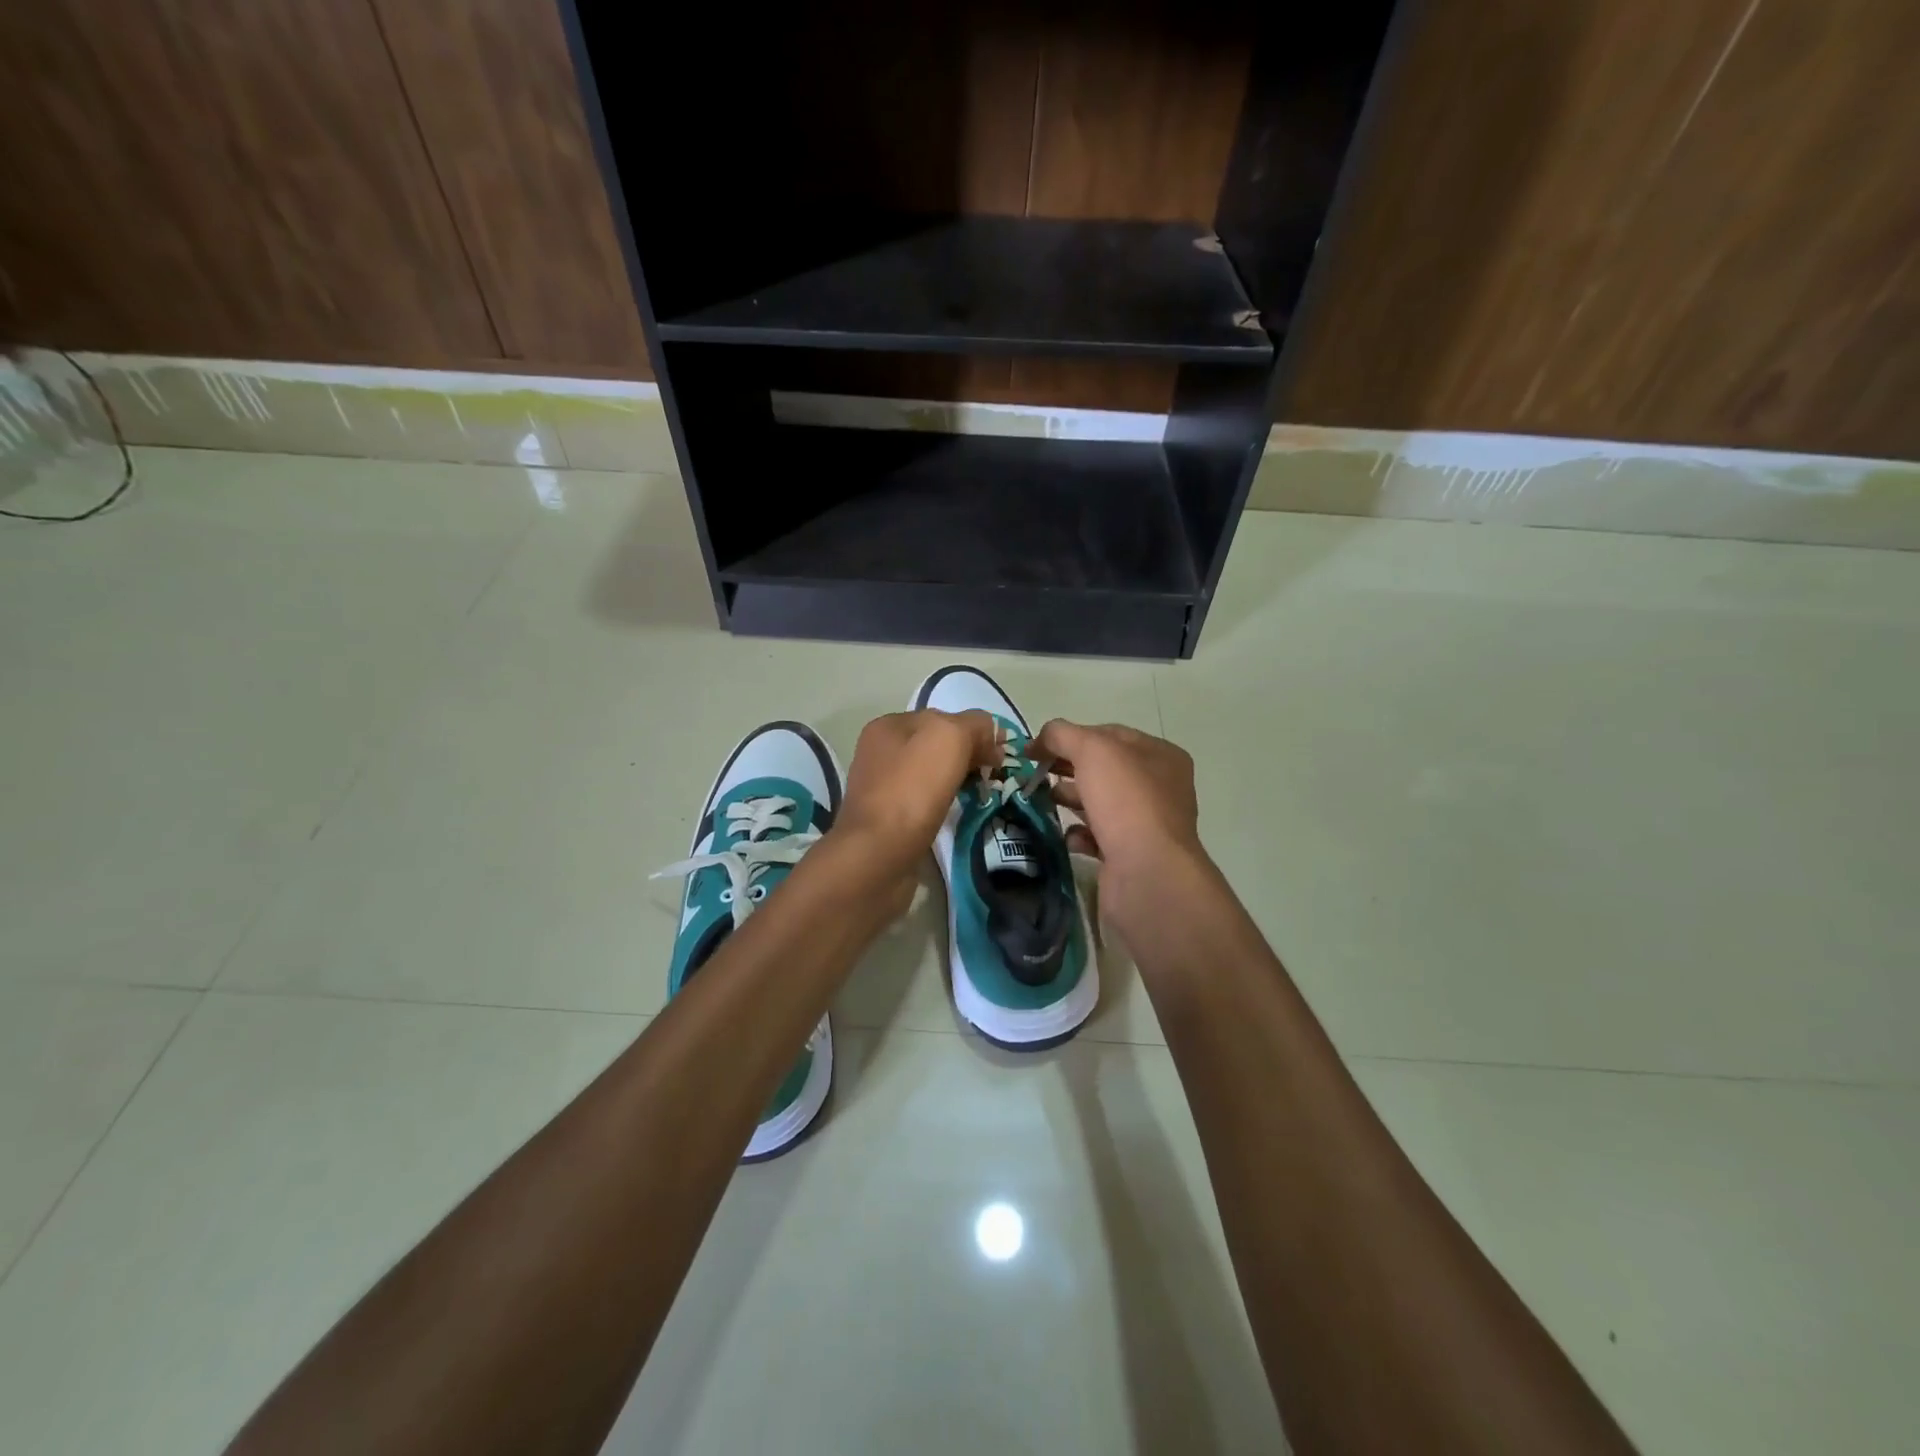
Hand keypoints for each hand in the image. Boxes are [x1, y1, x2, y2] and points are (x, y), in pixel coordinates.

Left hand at [833, 709, 998, 876]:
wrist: (878, 856)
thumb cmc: (912, 789)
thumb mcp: (949, 738)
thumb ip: (974, 725)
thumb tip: (992, 732)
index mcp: (890, 725)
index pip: (943, 717)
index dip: (976, 732)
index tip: (1001, 756)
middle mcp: (881, 751)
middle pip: (937, 746)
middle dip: (969, 756)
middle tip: (996, 776)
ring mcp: (881, 786)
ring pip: (932, 774)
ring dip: (958, 781)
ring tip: (982, 795)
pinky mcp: (887, 819)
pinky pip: (924, 801)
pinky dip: (944, 804)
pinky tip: (957, 814)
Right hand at [1033, 720, 1206, 892]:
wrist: (1146, 874)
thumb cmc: (1125, 801)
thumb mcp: (1092, 751)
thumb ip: (1062, 735)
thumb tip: (1040, 738)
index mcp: (1160, 755)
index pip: (1109, 734)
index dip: (1071, 736)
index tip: (1037, 748)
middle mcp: (1159, 787)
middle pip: (1103, 769)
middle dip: (1067, 769)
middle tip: (1035, 774)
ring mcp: (1146, 823)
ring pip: (1100, 803)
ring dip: (1070, 800)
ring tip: (1042, 800)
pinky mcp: (1131, 855)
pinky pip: (1099, 837)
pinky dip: (1079, 834)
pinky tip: (1067, 836)